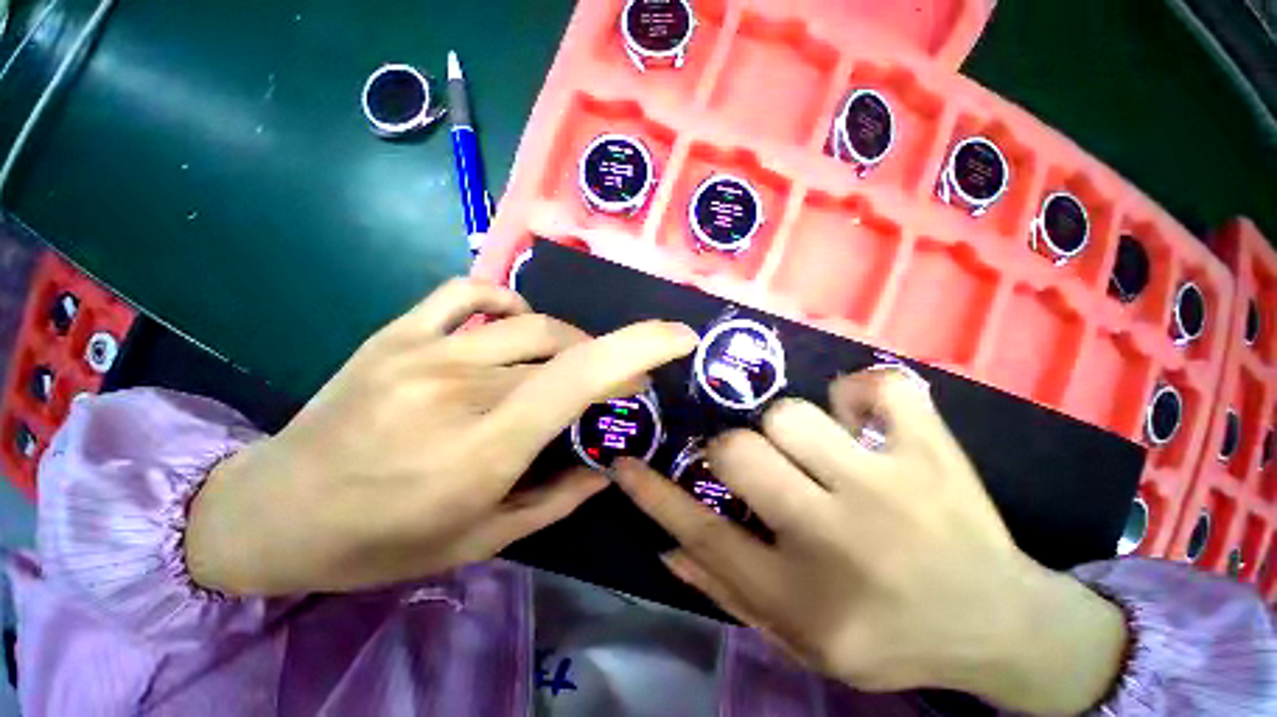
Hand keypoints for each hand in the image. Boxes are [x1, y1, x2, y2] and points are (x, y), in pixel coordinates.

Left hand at [187, 279, 697, 594]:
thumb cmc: (381, 542)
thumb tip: (608, 465)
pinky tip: (514, 323)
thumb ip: (557, 498)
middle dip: (603, 360)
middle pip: (562, 347)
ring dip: (566, 340)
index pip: (580, 378)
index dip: (639, 349)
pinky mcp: (396, 334)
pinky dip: (508, 300)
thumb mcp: (482, 539)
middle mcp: (459, 387)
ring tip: (561, 365)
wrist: (274, 513)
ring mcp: (423, 352)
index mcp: (484, 448)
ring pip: (530, 323)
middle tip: (608, 385)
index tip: (678, 338)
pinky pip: (469, 291)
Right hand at [613, 371, 1127, 714]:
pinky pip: (876, 387)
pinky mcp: (936, 450)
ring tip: (816, 451)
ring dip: (789, 428)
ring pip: (793, 414)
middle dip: (730, 451)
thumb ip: (727, 590)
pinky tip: (866, 424)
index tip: (623, 464)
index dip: (654, 495)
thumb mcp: (803, 639)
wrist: (1005, 627)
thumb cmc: (893, 637)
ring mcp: (894, 488)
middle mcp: (841, 539)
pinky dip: (860, 395)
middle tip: (753, 463)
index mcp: (804, 597)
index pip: (703, 536)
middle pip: (741, 454)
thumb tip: (665, 548)